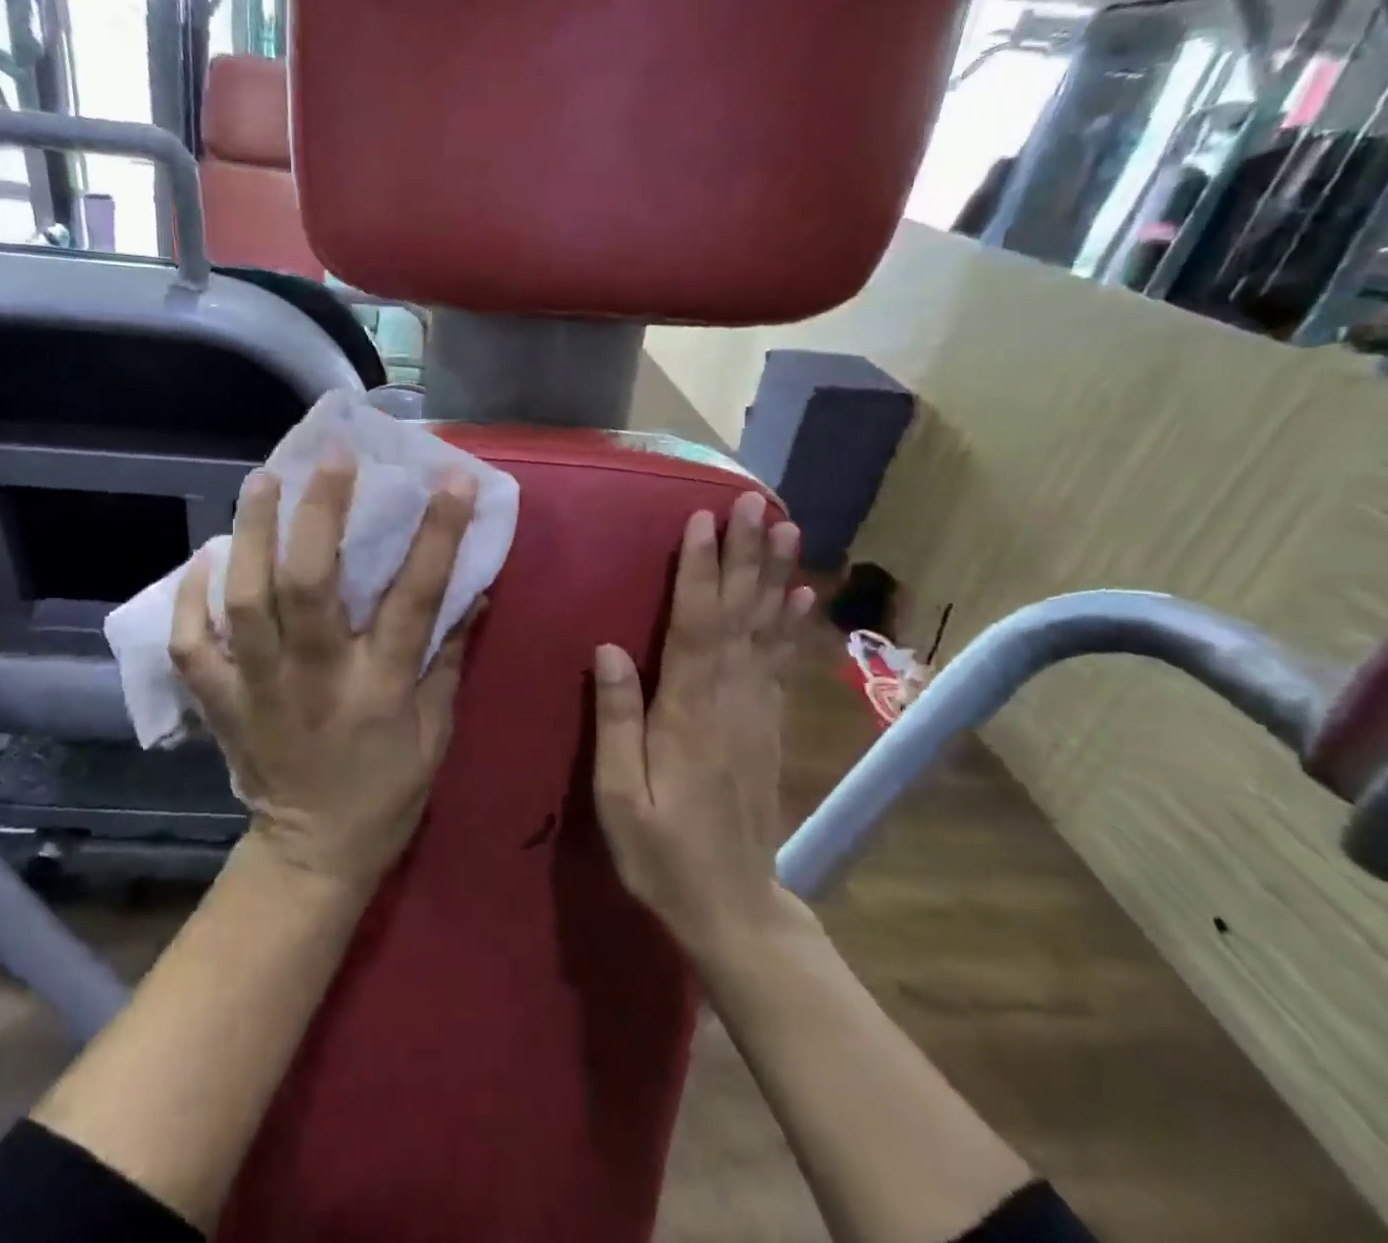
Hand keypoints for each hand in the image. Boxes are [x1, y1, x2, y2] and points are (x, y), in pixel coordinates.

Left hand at [170, 456, 480, 891]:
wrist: (314, 852)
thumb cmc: (387, 790)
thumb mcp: (436, 729)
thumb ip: (450, 657)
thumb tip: (473, 589)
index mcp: (379, 686)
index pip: (413, 597)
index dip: (436, 533)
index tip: (449, 479)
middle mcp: (316, 677)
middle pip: (310, 584)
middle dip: (320, 512)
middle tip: (330, 459)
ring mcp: (259, 688)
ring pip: (244, 601)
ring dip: (250, 535)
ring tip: (263, 481)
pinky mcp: (221, 702)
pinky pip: (191, 644)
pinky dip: (189, 598)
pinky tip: (204, 557)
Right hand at [591, 492, 814, 956]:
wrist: (734, 907)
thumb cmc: (662, 853)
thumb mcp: (619, 796)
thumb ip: (616, 721)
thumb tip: (609, 648)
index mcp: (687, 713)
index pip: (695, 627)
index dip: (699, 572)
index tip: (703, 521)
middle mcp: (730, 700)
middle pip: (739, 615)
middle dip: (746, 555)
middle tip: (757, 502)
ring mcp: (757, 712)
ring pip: (767, 630)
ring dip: (776, 575)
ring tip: (787, 528)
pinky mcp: (769, 726)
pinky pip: (782, 663)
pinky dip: (792, 624)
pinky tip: (802, 596)